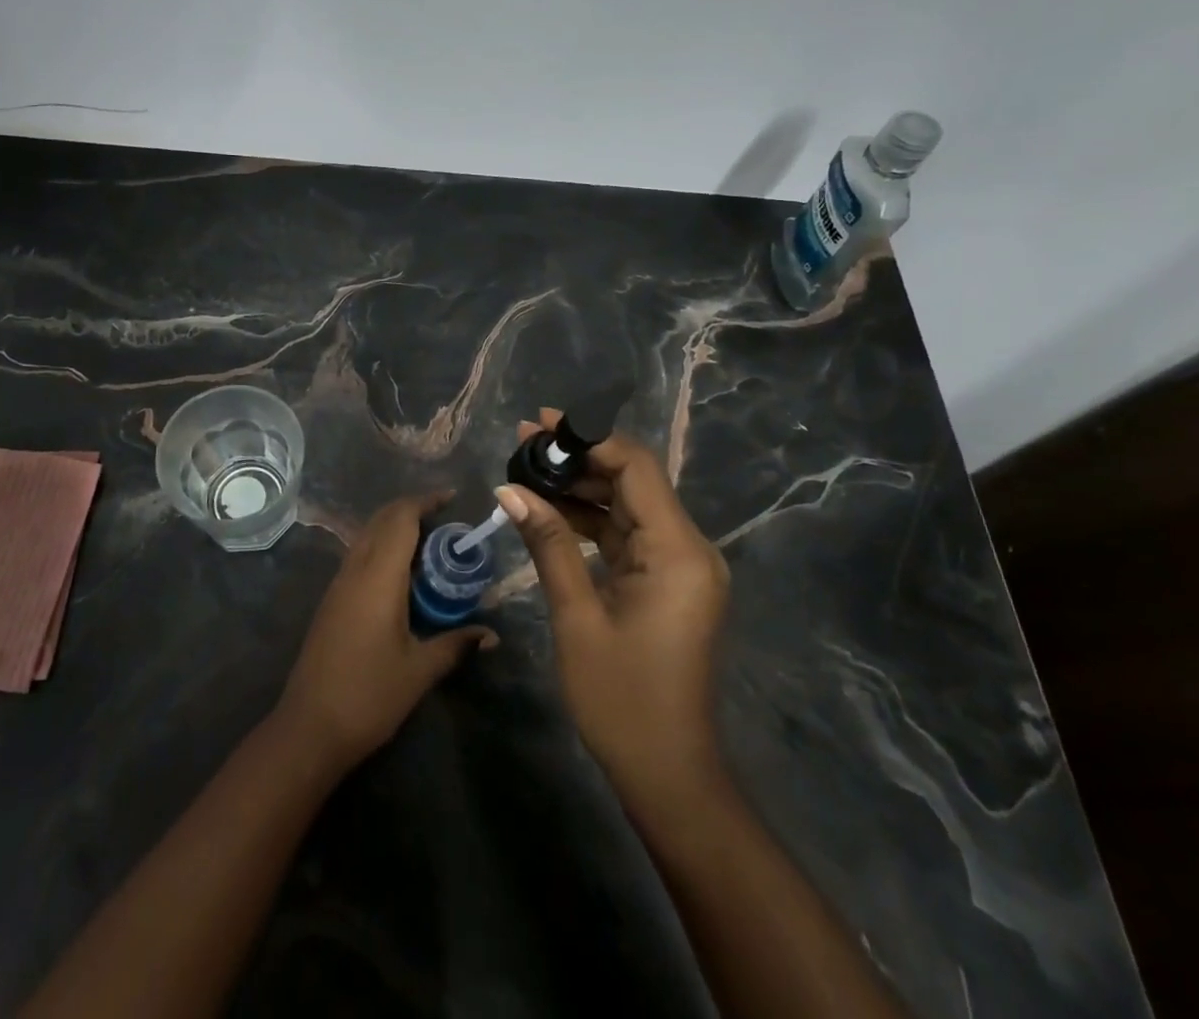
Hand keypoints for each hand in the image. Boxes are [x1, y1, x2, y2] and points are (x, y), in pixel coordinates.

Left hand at [277, 492, 497, 774]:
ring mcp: (339, 584)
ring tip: (430, 543)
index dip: (425, 501)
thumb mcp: (420, 671)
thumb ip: (456, 644)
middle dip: (412, 509)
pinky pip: (359, 555)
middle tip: (446, 519)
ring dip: (395, 528)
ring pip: (367, 535)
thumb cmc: (369, 695)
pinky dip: (382, 547)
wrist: (309, 727)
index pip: (400, 519)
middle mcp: (355, 569)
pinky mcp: (332, 600)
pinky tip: (402, 574)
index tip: (452, 498)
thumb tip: (492, 635)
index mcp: (378, 576)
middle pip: (381, 520)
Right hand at [497, 411, 730, 816]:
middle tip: (525, 439)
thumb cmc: (621, 699)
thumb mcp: (577, 616)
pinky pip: (627, 534)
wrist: (668, 774)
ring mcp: (679, 565)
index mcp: (677, 550)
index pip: (636, 467)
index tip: (542, 424)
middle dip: (579, 456)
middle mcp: (688, 547)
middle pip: (633, 479)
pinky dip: (590, 518)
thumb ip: (547, 543)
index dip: (589, 438)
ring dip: (581, 485)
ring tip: (528, 465)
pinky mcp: (666, 582)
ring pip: (627, 504)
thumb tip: (510, 489)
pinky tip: (549, 507)